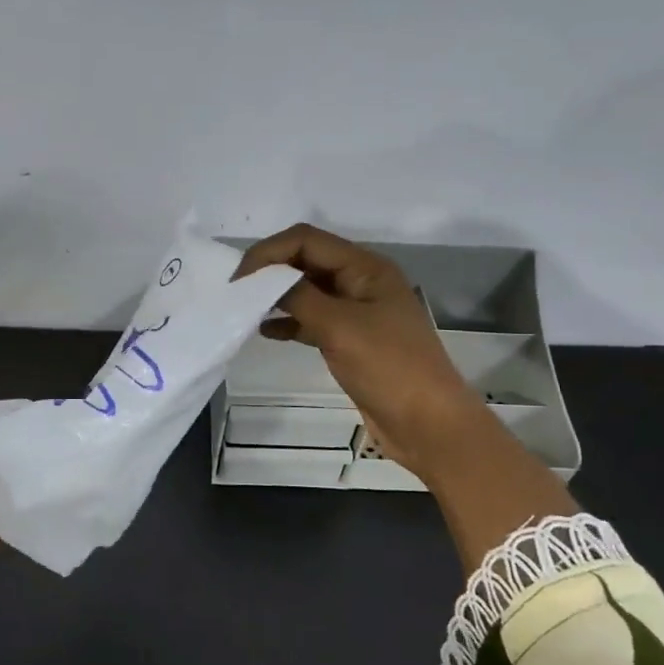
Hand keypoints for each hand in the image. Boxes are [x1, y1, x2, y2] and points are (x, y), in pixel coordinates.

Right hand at [237, 223, 577, 564]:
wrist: (428, 424)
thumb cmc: (388, 367)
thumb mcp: (339, 326)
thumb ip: (298, 297)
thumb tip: (263, 282)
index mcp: (366, 267)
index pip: (306, 240)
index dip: (269, 252)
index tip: (238, 278)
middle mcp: (361, 281)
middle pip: (306, 261)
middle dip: (270, 271)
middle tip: (235, 292)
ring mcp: (357, 311)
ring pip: (307, 291)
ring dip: (277, 296)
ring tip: (244, 310)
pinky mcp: (351, 339)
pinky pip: (312, 319)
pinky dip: (289, 322)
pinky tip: (266, 332)